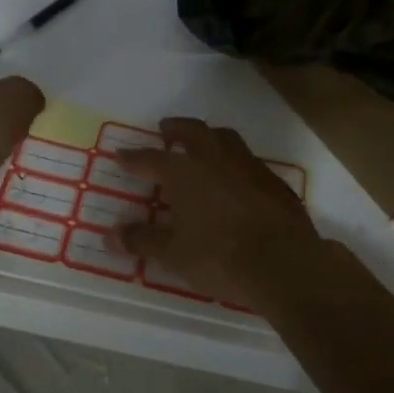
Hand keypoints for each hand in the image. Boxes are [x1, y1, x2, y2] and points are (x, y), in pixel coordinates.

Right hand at [112, 118, 327, 308]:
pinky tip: (235, 178)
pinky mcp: (274, 181)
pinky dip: (235, 162)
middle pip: (193, 132)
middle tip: (166, 129)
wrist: (283, 264)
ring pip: (225, 138)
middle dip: (176, 129)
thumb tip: (110, 235)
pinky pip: (248, 161)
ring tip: (202, 145)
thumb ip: (142, 240)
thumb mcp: (173, 254)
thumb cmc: (219, 257)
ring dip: (209, 137)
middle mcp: (215, 159)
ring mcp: (249, 166)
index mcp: (185, 172)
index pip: (151, 160)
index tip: (121, 155)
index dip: (133, 158)